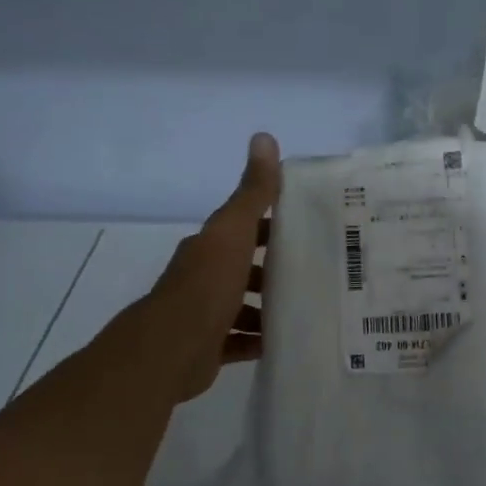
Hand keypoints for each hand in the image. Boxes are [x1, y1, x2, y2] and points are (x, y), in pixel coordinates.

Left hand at [137, 132, 280, 402]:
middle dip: (272, 270)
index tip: (305, 230)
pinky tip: (282, 339)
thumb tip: (263, 137)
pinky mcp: (207, 347)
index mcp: (209, 247)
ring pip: (241, 306)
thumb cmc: (206, 285)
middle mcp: (203, 277)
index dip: (269, 227)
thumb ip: (252, 192)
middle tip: (313, 272)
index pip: (242, 229)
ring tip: (303, 308)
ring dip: (267, 307)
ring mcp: (203, 314)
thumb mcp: (233, 231)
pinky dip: (258, 339)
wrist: (171, 348)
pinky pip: (238, 341)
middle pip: (242, 268)